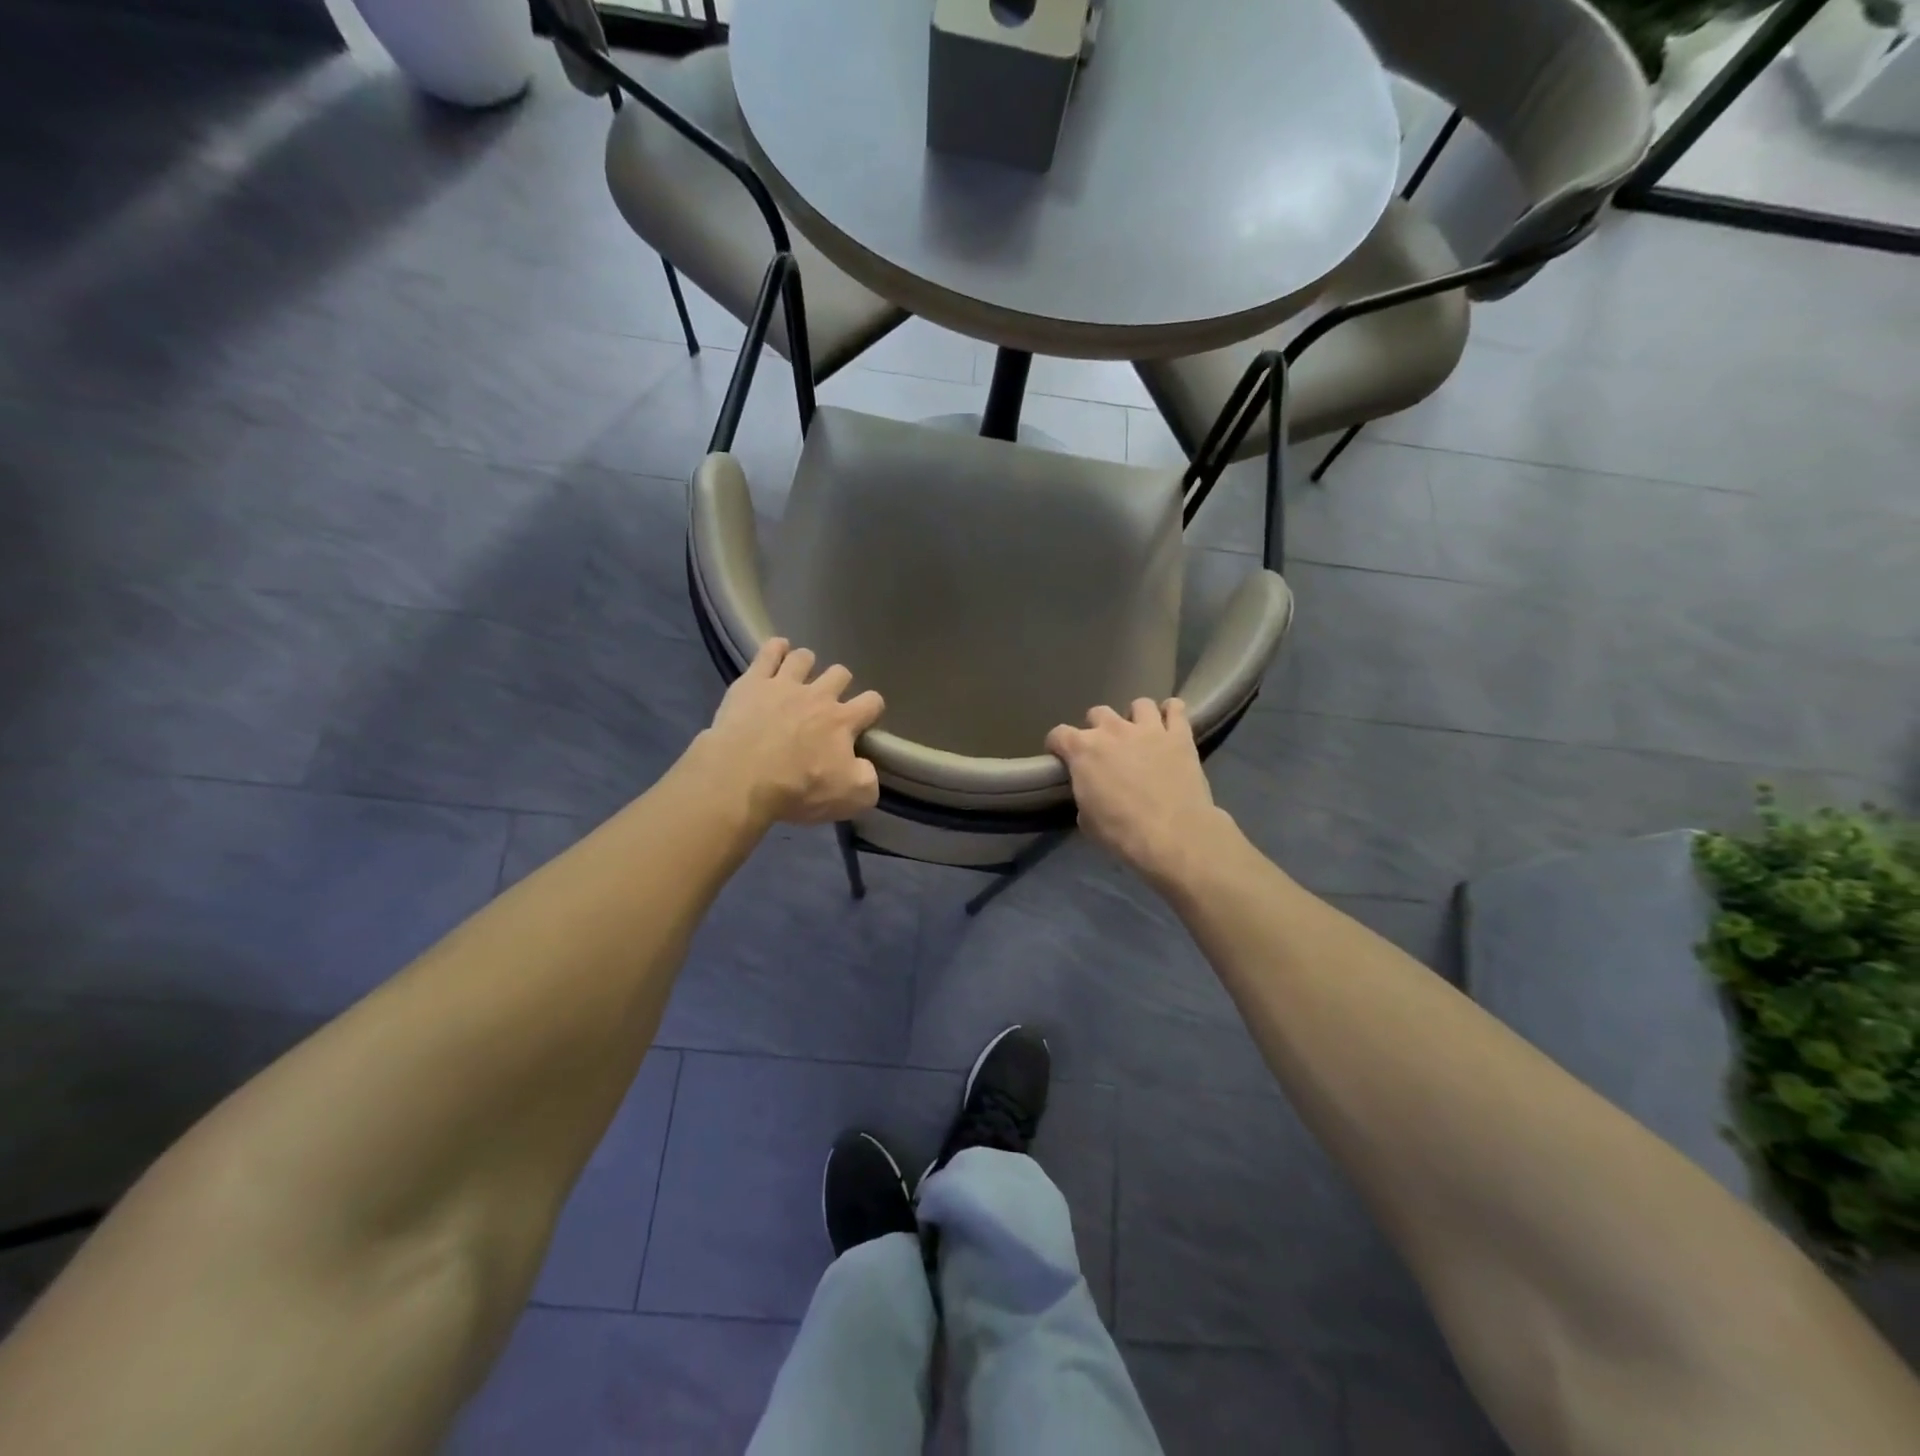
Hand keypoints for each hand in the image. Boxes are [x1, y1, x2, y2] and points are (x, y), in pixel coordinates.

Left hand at [702, 639, 884, 824]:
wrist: (741, 779)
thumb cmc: (798, 789)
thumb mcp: (850, 798)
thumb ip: (868, 780)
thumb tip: (866, 767)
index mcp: (843, 721)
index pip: (871, 702)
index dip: (872, 708)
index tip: (865, 718)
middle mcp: (818, 695)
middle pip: (840, 673)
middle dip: (839, 683)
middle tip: (828, 700)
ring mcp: (783, 684)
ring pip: (804, 658)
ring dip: (807, 664)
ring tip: (801, 676)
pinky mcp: (752, 683)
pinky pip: (768, 652)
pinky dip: (776, 649)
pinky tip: (777, 651)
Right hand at [1046, 699, 1233, 886]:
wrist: (1172, 834)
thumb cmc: (1121, 831)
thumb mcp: (1086, 820)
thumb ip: (1084, 795)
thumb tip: (1092, 792)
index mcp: (1083, 750)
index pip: (1058, 734)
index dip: (1058, 745)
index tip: (1062, 757)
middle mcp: (1113, 730)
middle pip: (1098, 713)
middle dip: (1098, 728)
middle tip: (1106, 749)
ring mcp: (1148, 729)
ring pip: (1139, 704)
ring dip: (1136, 717)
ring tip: (1140, 734)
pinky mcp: (1179, 735)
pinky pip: (1176, 708)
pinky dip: (1172, 712)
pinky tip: (1170, 724)